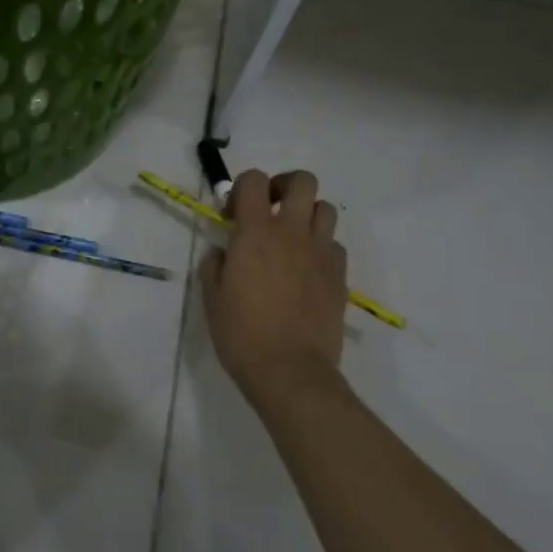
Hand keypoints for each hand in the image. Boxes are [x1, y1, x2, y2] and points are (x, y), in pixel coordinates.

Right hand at [199, 169, 348, 408]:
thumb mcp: (212, 298)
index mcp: (255, 233)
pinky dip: (322, 248)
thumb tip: (223, 253)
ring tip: (292, 239)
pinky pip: (335, 245)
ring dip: (307, 215)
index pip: (254, 180)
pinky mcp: (340, 276)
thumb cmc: (241, 334)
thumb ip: (215, 265)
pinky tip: (307, 270)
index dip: (243, 188)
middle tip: (270, 210)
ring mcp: (321, 253)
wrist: (290, 371)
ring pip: (325, 209)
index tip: (233, 215)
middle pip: (303, 181)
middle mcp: (292, 233)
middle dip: (284, 186)